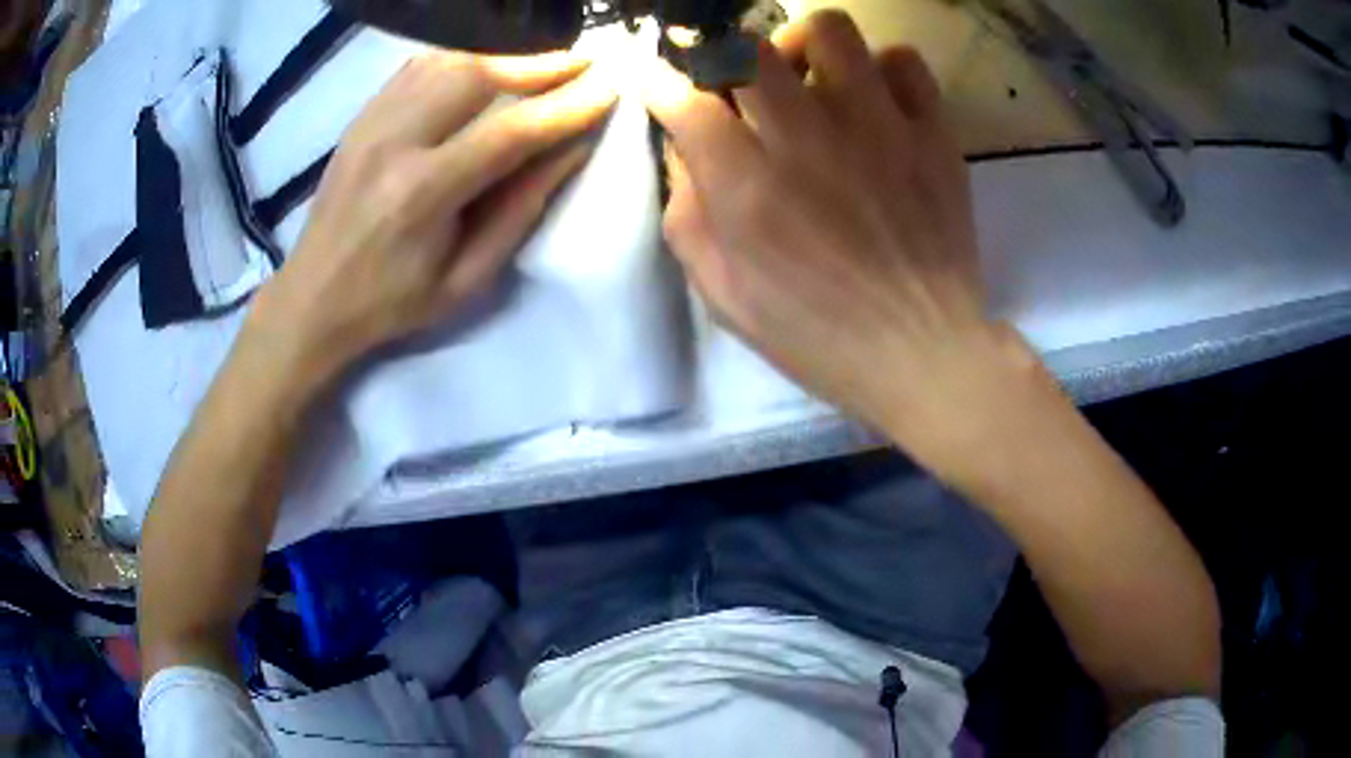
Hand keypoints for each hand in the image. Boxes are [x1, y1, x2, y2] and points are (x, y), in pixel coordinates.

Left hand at [249, 51, 616, 382]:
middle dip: (540, 64)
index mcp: (421, 194)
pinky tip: (488, 63)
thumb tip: (571, 151)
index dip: (566, 107)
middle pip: (476, 75)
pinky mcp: (361, 118)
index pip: (509, 132)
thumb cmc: (392, 302)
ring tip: (545, 61)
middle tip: (585, 61)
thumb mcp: (466, 279)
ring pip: (447, 61)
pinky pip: (418, 67)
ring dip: (504, 55)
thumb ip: (519, 211)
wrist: (313, 298)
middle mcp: (393, 143)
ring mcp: (371, 123)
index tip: (609, 89)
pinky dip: (461, 57)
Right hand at [642, 11, 1022, 464]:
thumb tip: (687, 149)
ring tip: (806, 78)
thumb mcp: (725, 297)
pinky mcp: (933, 134)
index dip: (659, 81)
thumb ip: (689, 216)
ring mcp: (879, 129)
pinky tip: (872, 99)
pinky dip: (880, 68)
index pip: (685, 101)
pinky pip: (904, 61)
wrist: (923, 353)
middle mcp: (809, 141)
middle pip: (747, 47)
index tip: (658, 80)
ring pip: (828, 30)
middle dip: (723, 55)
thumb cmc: (818, 335)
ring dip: (801, 45)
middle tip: (736, 85)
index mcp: (749, 190)